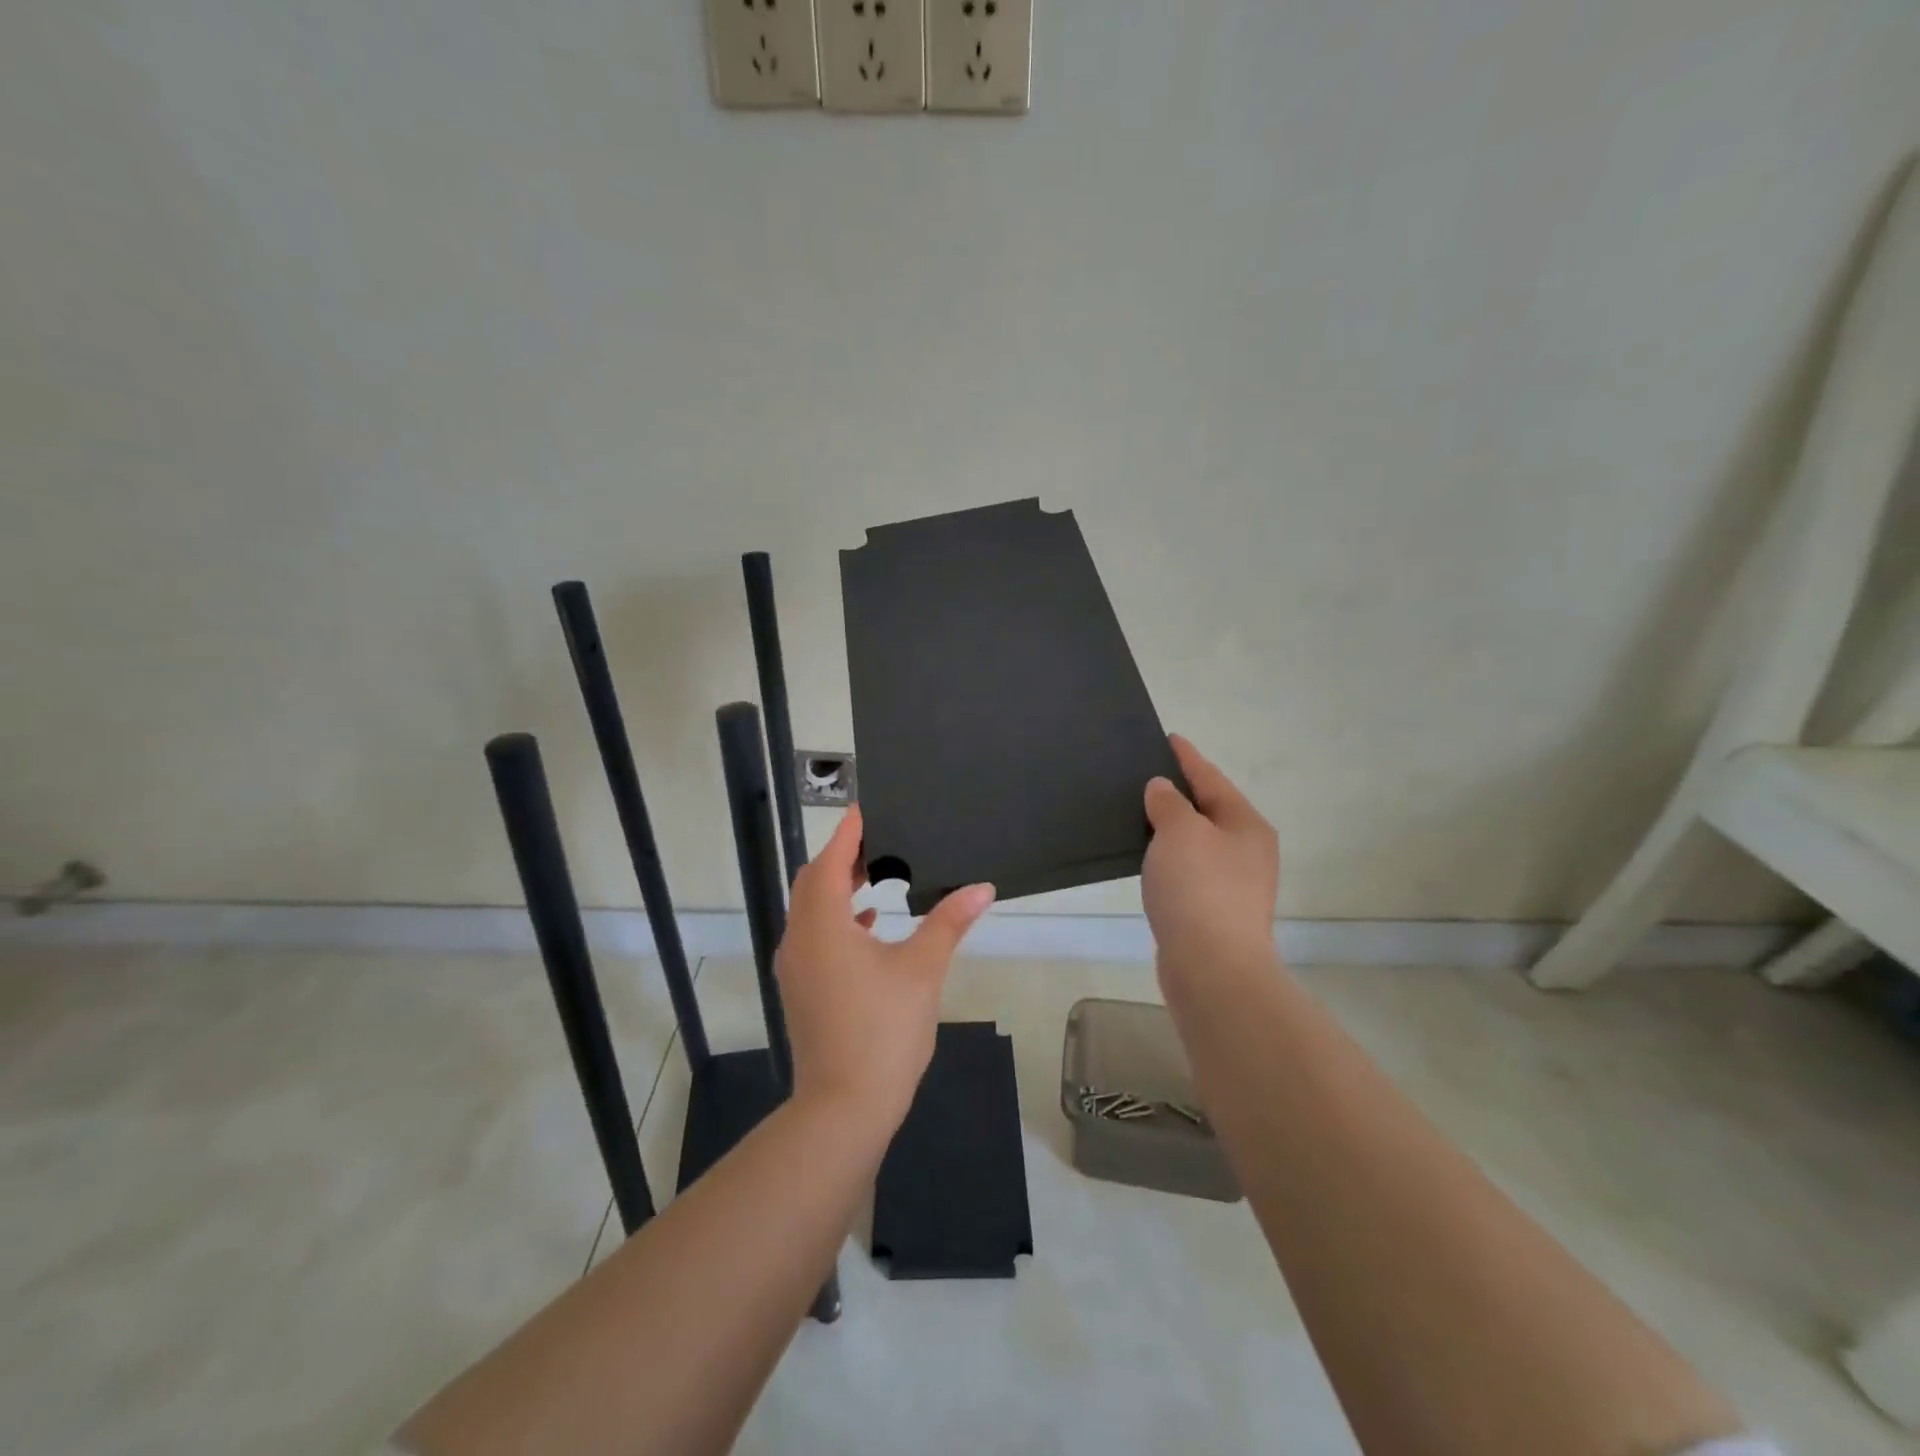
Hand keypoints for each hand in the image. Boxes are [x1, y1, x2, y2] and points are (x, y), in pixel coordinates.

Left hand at [777, 806, 994, 1131]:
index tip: (865, 810)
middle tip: (875, 840)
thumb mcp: (922, 970)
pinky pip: (814, 937)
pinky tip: (870, 926)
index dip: (846, 833)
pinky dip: (837, 920)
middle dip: (839, 858)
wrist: (844, 1108)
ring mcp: (796, 969)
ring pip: (810, 911)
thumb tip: (982, 887)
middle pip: (812, 883)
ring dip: (836, 889)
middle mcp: (799, 940)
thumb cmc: (883, 1030)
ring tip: (873, 874)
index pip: (828, 862)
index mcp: (823, 926)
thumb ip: (949, 922)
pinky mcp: (801, 991)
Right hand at [1142, 735, 1279, 978]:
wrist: (1213, 967)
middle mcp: (1247, 851)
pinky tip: (1149, 859)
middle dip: (1180, 793)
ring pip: (1198, 843)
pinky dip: (1170, 858)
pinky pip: (1189, 871)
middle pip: (1209, 810)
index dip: (1188, 757)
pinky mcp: (1215, 912)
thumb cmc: (1199, 888)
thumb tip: (1163, 790)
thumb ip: (1169, 803)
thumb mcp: (1180, 832)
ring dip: (1173, 828)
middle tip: (1145, 775)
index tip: (1168, 738)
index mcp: (1246, 825)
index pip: (1211, 779)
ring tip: (1140, 813)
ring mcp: (1234, 884)